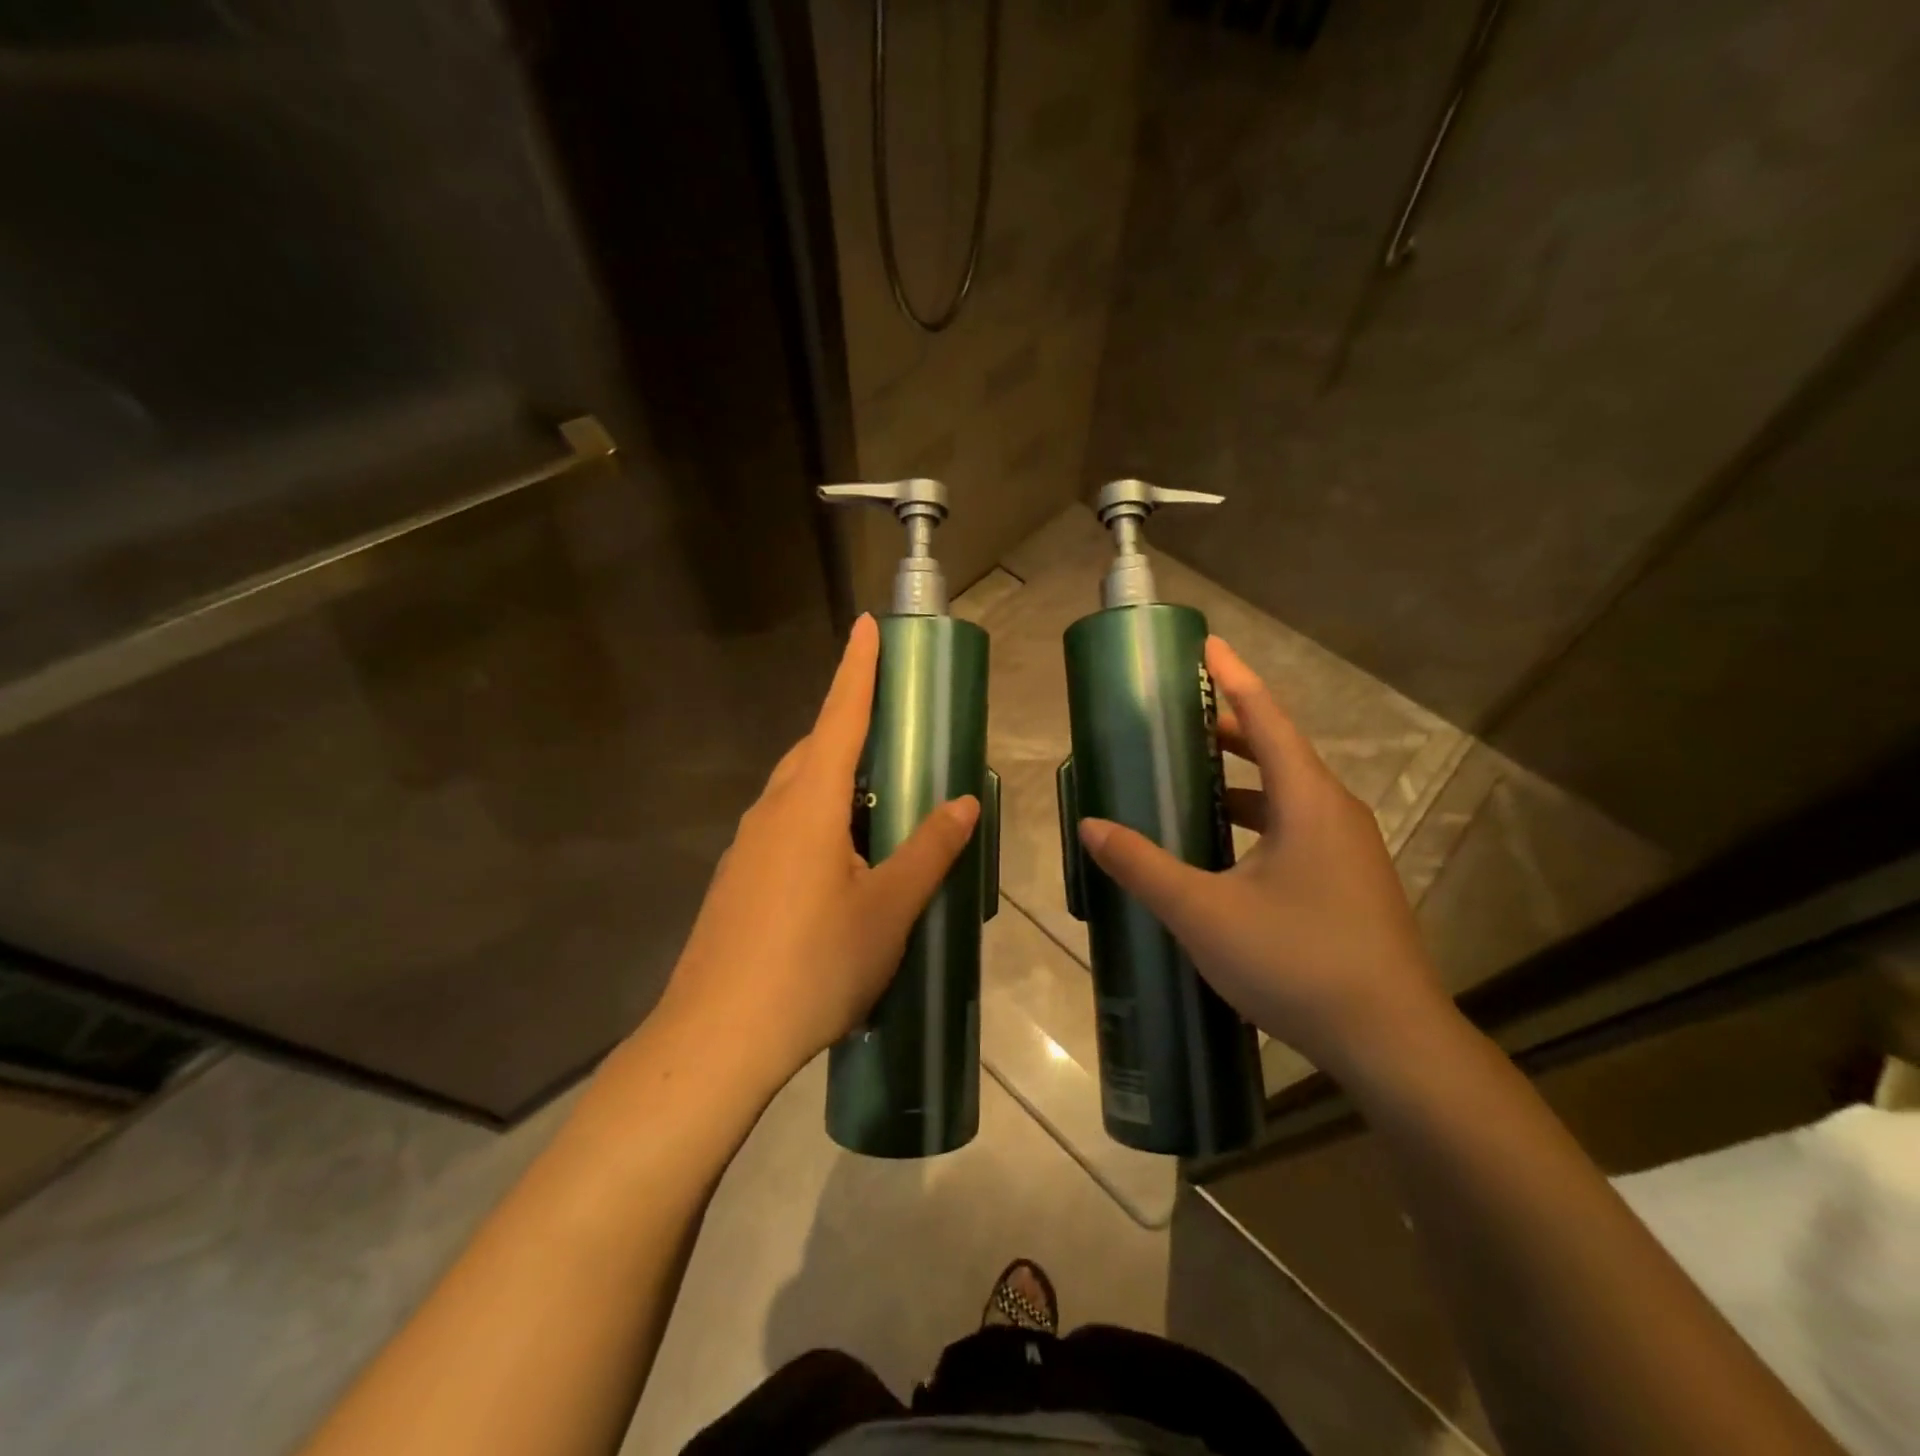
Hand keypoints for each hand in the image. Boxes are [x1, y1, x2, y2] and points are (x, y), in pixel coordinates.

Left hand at [657, 615, 979, 1084]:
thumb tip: (964, 802)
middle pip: (813, 751)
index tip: (865, 626)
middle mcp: (771, 812)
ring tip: (880, 809)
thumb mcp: (888, 909)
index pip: (839, 717)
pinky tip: (844, 868)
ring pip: (797, 794)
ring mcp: (747, 848)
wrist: (717, 1040)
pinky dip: (819, 824)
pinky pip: (785, 829)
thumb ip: (928, 850)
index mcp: (808, 804)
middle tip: (895, 738)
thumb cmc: (813, 966)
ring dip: (836, 784)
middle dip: (850, 731)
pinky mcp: (738, 882)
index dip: (857, 670)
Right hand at [1077, 636, 1446, 1077]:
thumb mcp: (1204, 913)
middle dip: (1228, 727)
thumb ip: (1143, 866)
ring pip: (1288, 792)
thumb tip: (1090, 826)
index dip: (1234, 676)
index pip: (1266, 717)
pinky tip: (1225, 847)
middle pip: (1278, 749)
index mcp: (1307, 800)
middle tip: (1178, 717)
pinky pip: (1296, 826)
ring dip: (1241, 776)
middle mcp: (1334, 812)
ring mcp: (1348, 849)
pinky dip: (1257, 816)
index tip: (1206, 644)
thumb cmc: (1297, 961)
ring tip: (1192, 776)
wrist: (1392, 1042)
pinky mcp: (1349, 882)